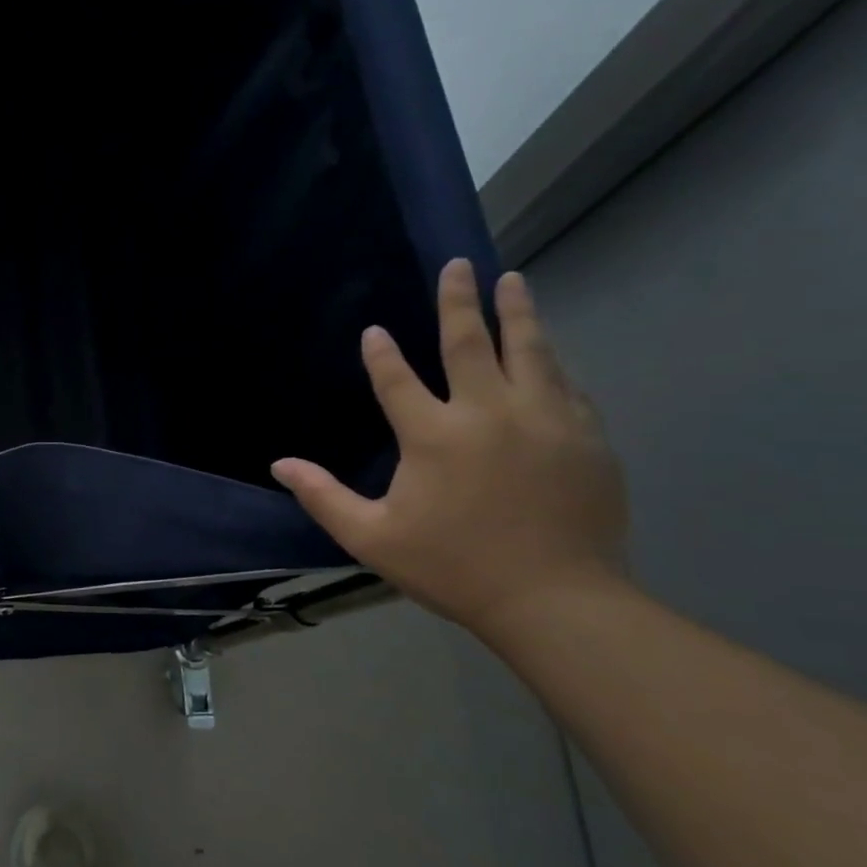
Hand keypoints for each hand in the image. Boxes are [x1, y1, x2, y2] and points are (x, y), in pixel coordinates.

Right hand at [272, 259, 627, 636]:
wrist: (557, 601)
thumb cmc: (452, 567)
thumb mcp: (371, 538)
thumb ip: (323, 496)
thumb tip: (279, 465)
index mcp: (433, 435)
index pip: (398, 379)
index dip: (381, 354)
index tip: (374, 331)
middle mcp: (490, 413)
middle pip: (471, 344)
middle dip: (458, 302)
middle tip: (458, 265)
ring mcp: (546, 420)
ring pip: (530, 351)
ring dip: (517, 313)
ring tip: (512, 281)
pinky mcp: (586, 437)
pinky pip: (565, 385)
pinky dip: (550, 362)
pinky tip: (547, 353)